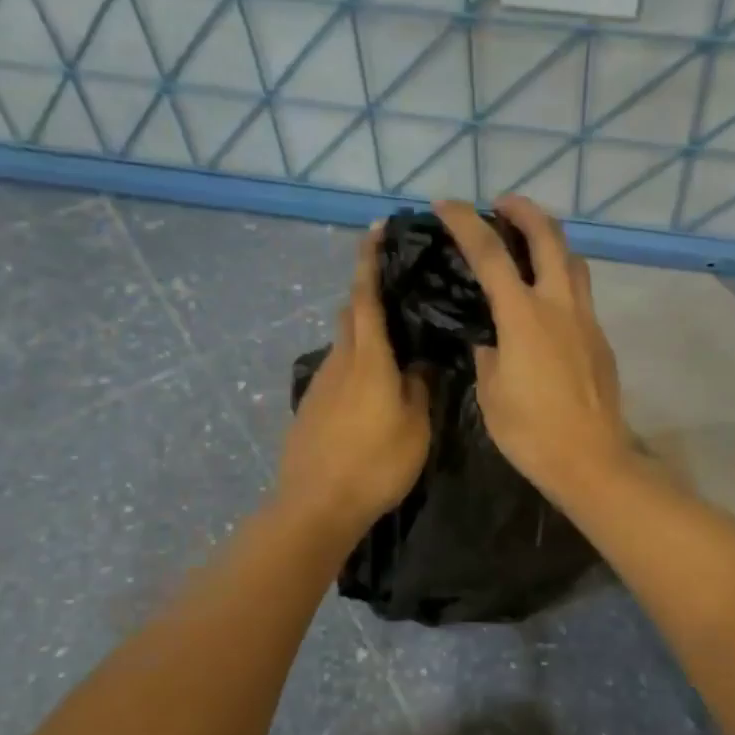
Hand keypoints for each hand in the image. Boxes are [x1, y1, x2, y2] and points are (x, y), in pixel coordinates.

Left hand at [277, 228, 431, 537]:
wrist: (316, 506)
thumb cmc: (375, 464)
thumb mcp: (415, 427)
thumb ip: (420, 387)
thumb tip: (422, 362)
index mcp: (368, 359)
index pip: (366, 296)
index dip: (370, 260)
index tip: (377, 228)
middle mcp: (340, 361)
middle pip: (351, 314)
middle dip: (369, 293)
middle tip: (402, 290)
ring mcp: (321, 384)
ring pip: (345, 343)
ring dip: (365, 333)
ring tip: (399, 344)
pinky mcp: (312, 406)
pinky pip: (339, 370)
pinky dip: (358, 363)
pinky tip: (377, 388)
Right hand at [433, 196, 630, 506]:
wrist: (591, 460)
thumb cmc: (531, 432)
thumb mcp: (491, 393)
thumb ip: (488, 355)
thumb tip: (490, 340)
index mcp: (524, 317)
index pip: (490, 254)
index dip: (465, 223)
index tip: (446, 205)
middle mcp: (560, 306)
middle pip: (548, 237)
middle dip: (525, 210)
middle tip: (503, 204)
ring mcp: (586, 320)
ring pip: (574, 260)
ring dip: (550, 240)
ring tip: (528, 245)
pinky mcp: (600, 338)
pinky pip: (581, 292)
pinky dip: (562, 277)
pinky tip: (546, 300)